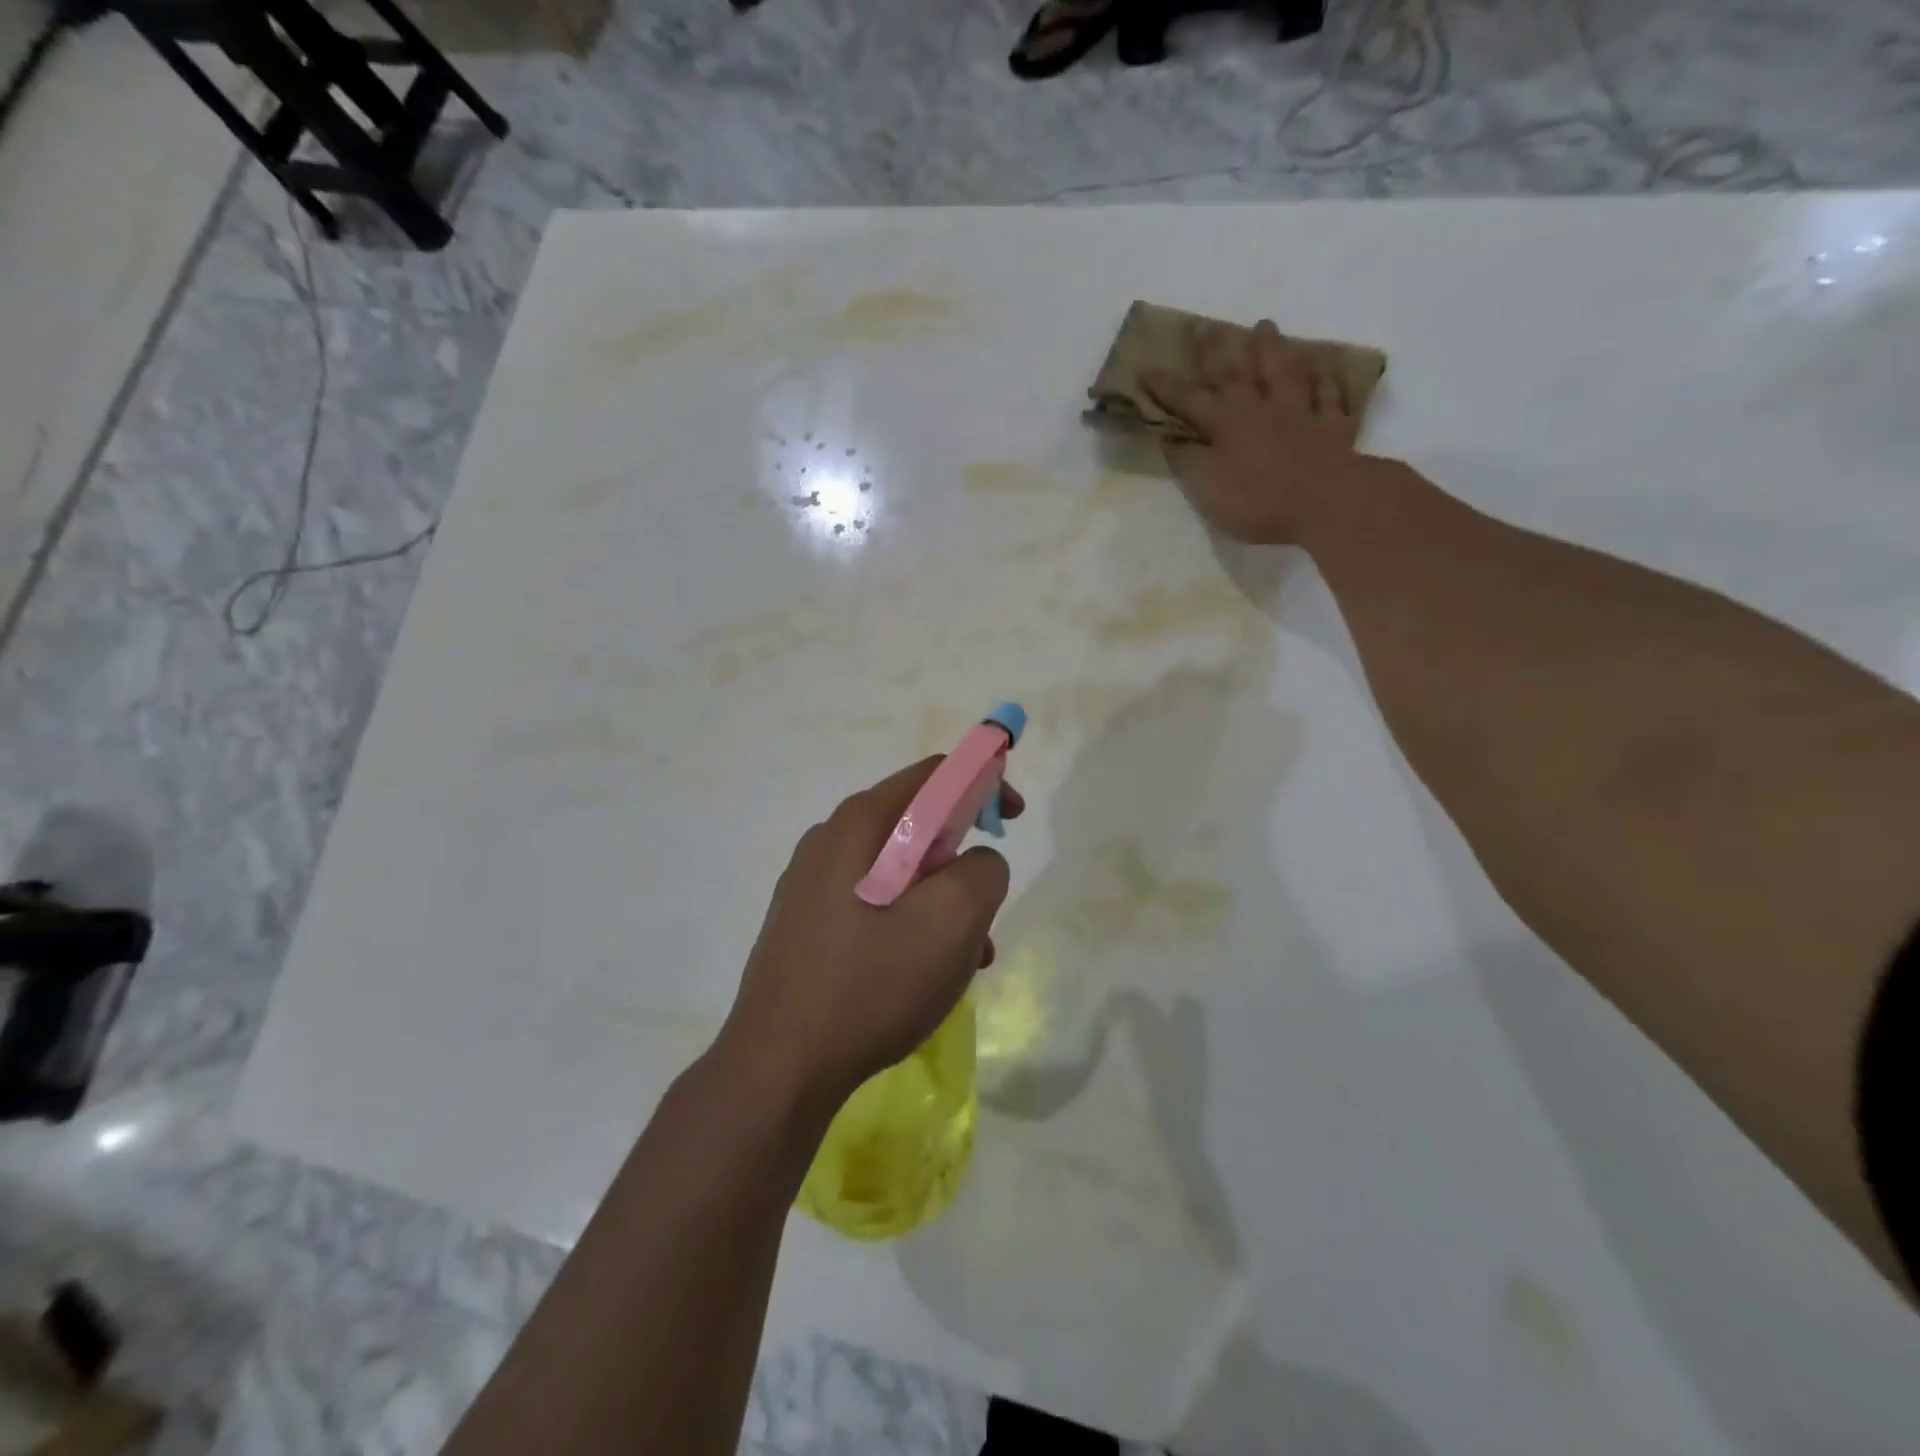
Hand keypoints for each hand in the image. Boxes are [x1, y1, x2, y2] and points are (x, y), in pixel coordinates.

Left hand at [718, 758, 1021, 1110]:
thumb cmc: (870, 986)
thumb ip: (983, 870)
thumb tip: (976, 861)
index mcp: (860, 823)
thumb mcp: (951, 922)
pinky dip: (909, 923)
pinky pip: (872, 903)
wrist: (779, 1068)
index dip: (983, 784)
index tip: (1013, 820)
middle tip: (985, 908)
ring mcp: (810, 883)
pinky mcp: (804, 923)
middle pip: (916, 824)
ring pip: (898, 871)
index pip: (934, 775)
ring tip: (964, 959)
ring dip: (941, 901)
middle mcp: (829, 840)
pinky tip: (922, 975)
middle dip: (962, 859)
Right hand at [1143, 319, 1370, 545]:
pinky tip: (1324, 363)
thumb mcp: (1206, 486)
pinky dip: (1325, 378)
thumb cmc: (1256, 499)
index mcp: (1226, 424)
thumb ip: (1187, 460)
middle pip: (1236, 374)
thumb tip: (1170, 438)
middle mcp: (1261, 409)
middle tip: (1207, 326)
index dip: (1167, 386)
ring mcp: (1300, 413)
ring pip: (1284, 372)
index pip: (1189, 400)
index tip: (1146, 369)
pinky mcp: (1332, 427)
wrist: (1324, 501)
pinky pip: (1329, 395)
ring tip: (1265, 326)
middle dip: (1217, 351)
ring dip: (1273, 349)